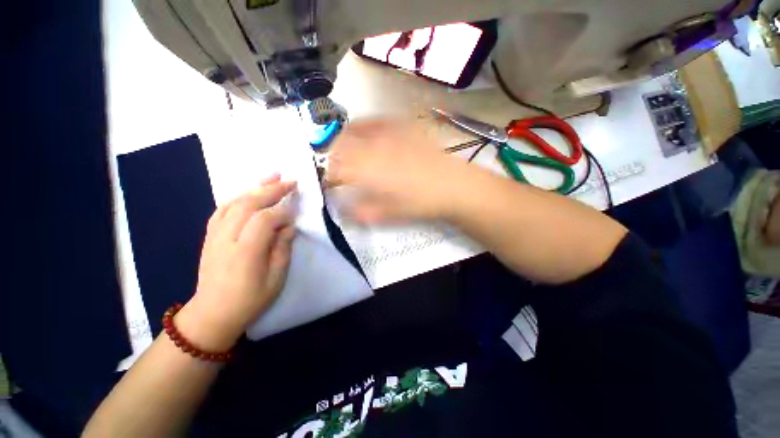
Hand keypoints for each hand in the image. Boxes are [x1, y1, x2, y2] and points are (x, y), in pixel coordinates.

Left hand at [176, 175, 296, 350]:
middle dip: (270, 190)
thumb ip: (283, 249)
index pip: (264, 220)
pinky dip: (238, 197)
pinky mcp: (210, 236)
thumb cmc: (250, 300)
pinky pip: (222, 209)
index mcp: (245, 252)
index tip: (295, 211)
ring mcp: (214, 236)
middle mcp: (226, 239)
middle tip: (289, 181)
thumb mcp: (276, 279)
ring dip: (254, 188)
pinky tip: (249, 193)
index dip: (282, 212)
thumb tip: (288, 226)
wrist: (212, 314)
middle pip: (248, 205)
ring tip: (271, 176)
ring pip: (233, 203)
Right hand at [327, 119, 472, 222]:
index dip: (327, 178)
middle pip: (338, 147)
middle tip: (337, 170)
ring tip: (346, 152)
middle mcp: (370, 147)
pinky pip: (373, 120)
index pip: (334, 170)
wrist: (452, 185)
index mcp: (366, 170)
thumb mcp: (388, 215)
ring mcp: (386, 132)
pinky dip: (362, 127)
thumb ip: (360, 212)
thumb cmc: (419, 203)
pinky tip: (365, 134)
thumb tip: (341, 209)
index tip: (329, 185)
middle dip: (332, 159)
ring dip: (343, 142)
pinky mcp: (400, 125)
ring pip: (352, 130)